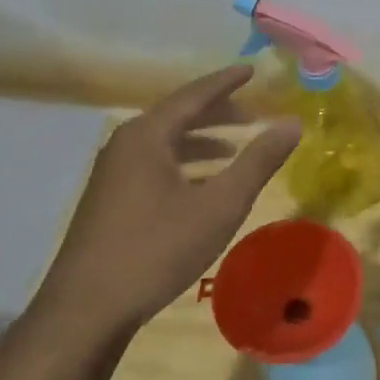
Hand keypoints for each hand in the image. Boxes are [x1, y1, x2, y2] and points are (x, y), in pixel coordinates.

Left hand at [29, 66, 300, 349]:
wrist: (87, 309)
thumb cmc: (158, 248)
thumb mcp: (220, 204)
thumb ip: (258, 161)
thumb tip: (292, 123)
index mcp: (148, 135)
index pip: (194, 95)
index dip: (226, 82)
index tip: (252, 70)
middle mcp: (125, 144)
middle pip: (177, 116)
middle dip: (217, 113)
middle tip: (253, 115)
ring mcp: (112, 173)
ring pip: (165, 143)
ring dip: (201, 141)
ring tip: (233, 148)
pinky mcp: (109, 200)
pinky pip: (154, 164)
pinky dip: (184, 164)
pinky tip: (202, 186)